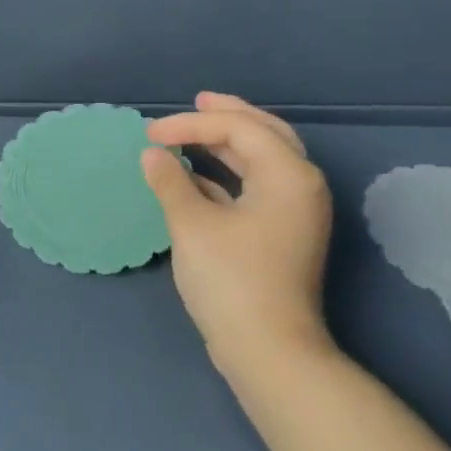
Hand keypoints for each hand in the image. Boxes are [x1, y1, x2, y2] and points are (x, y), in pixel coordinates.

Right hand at [140, 94, 334, 378]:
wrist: (268, 349)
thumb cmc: (231, 280)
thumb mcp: (192, 225)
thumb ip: (170, 182)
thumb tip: (152, 155)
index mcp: (288, 175)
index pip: (239, 129)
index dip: (191, 124)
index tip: (149, 134)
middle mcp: (301, 185)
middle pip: (264, 134)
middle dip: (226, 116)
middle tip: (195, 100)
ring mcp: (295, 211)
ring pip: (262, 161)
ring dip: (226, 144)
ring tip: (194, 132)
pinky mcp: (282, 234)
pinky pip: (256, 186)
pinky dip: (228, 174)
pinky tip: (198, 177)